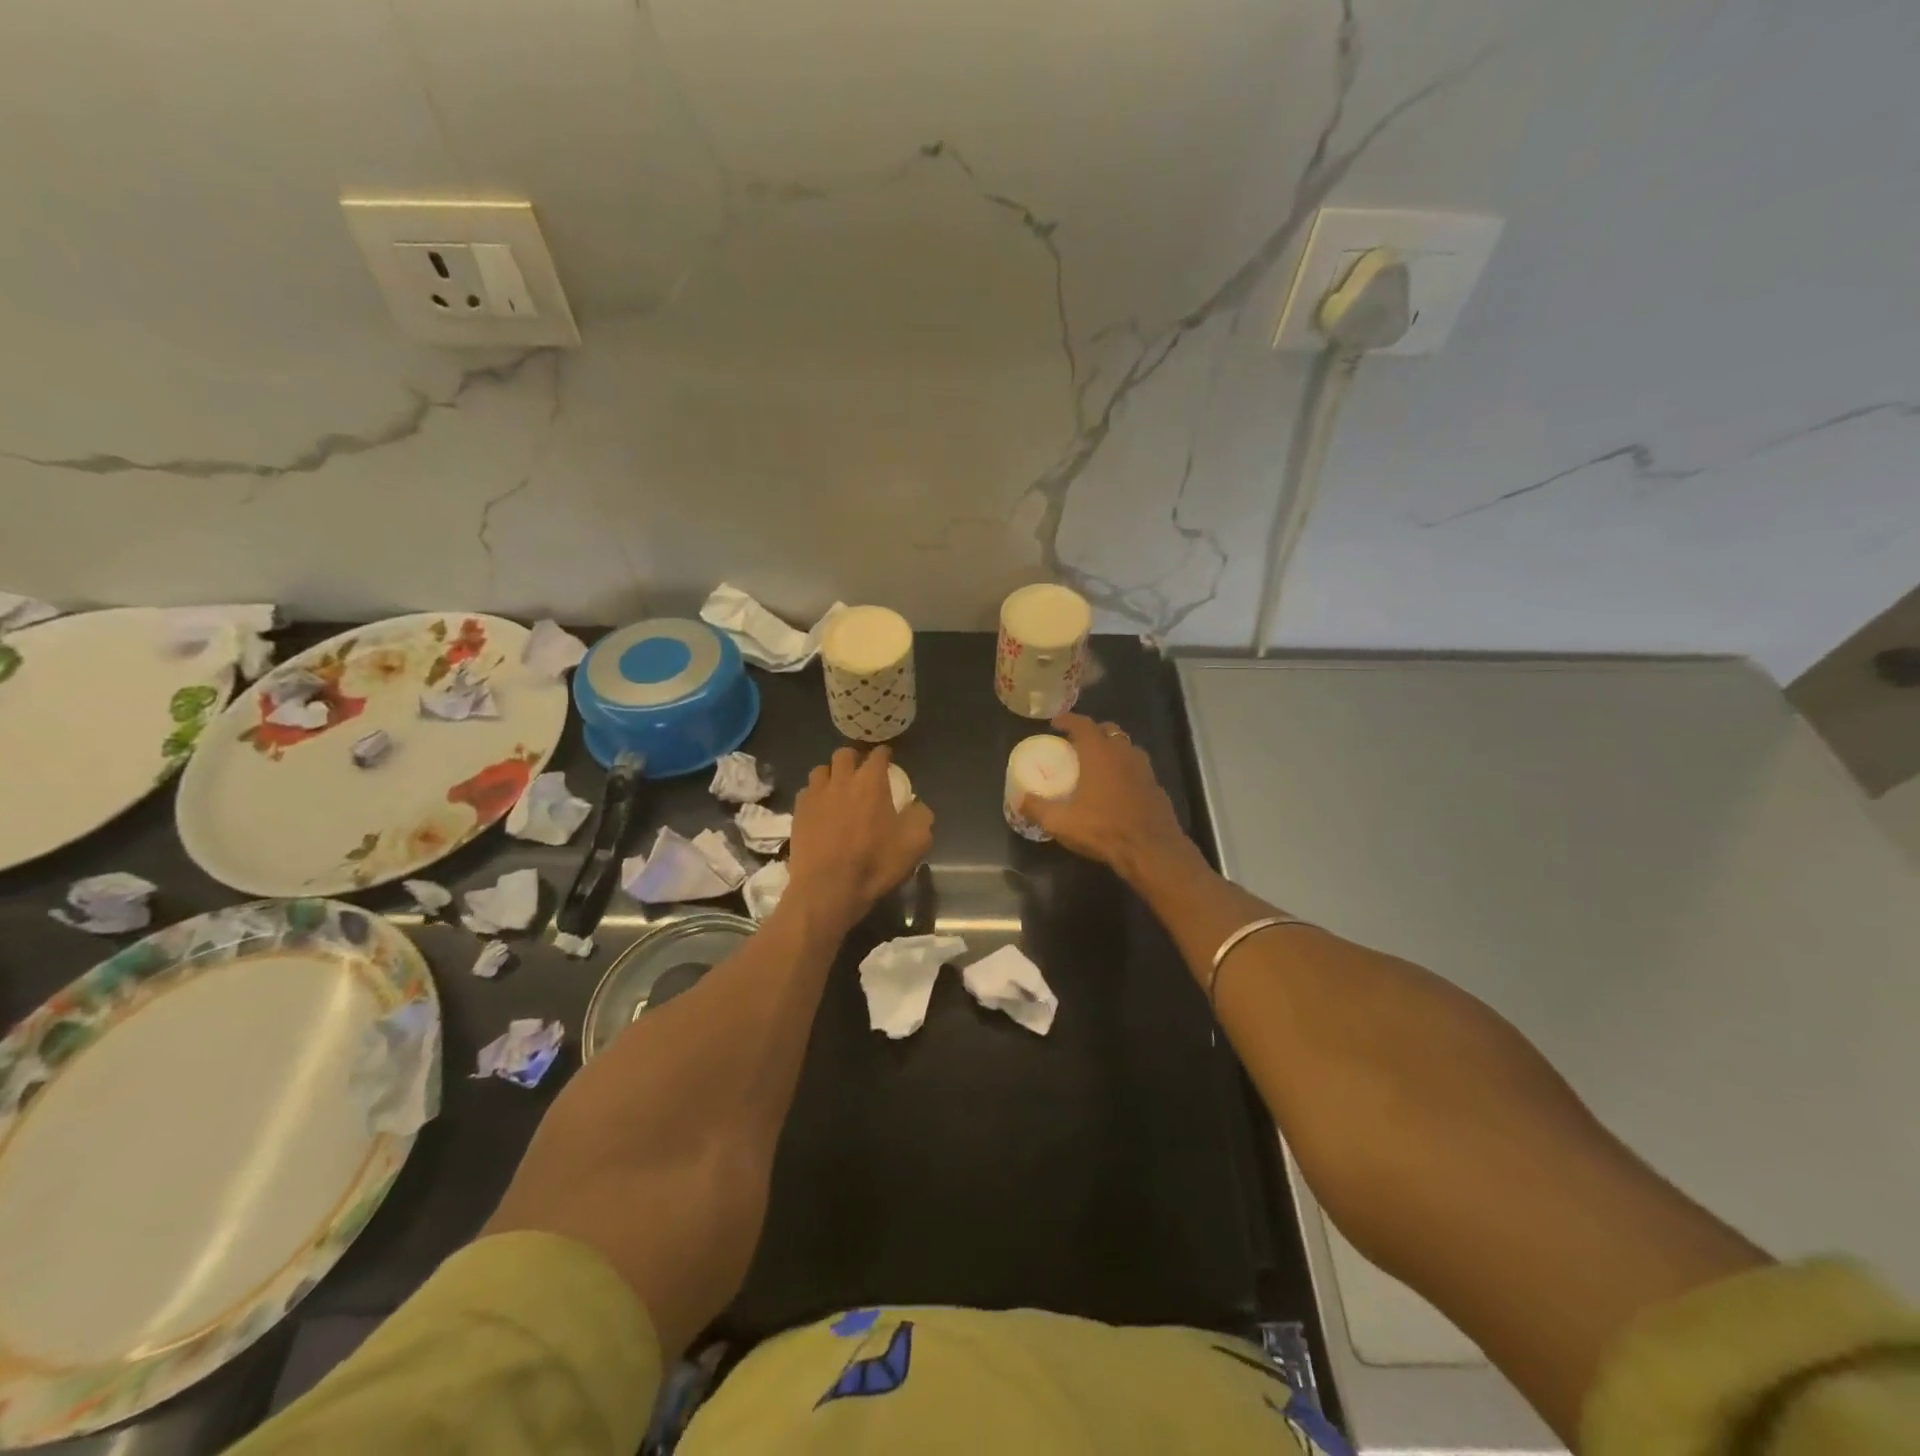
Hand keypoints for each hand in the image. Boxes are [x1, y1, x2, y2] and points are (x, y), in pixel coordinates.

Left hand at [787, 746, 934, 930]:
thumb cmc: (875, 863)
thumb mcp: (916, 843)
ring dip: (832, 774)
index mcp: (871, 782)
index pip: (878, 754)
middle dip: (854, 758)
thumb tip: (917, 806)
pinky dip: (815, 795)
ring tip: (838, 789)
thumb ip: (921, 817)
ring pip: (821, 770)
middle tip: (861, 773)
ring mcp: (816, 795)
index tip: (888, 760)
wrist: (828, 888)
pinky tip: (821, 809)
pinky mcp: (798, 812)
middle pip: (844, 754)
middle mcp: (842, 780)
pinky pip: (806, 792)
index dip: (885, 754)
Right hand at [1019, 713, 1199, 880]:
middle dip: (1091, 732)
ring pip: (1126, 747)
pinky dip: (1124, 769)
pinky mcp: (1156, 786)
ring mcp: (1144, 769)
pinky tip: (1116, 788)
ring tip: (1096, 764)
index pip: (1083, 724)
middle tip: (1075, 745)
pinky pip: (1137, 768)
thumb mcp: (1061, 822)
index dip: (1068, 720)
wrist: (1151, 850)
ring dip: (1111, 749)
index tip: (1055, 723)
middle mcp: (1123, 753)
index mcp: (1100, 753)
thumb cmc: (1103, 829)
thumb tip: (1020, 800)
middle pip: (1108, 730)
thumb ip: (1037, 808)